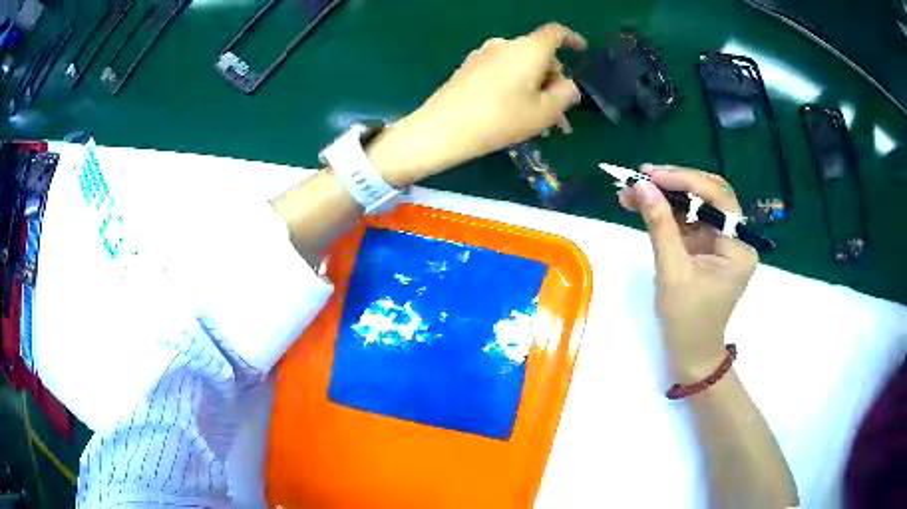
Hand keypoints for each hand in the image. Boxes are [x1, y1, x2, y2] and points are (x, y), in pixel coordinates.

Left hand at [368, 23, 586, 185]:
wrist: (443, 128)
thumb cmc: (501, 118)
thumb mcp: (544, 112)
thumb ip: (565, 95)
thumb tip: (569, 86)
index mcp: (529, 49)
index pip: (556, 33)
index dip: (572, 39)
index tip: (582, 51)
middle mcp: (505, 44)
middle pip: (539, 56)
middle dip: (554, 83)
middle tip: (560, 117)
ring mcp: (483, 55)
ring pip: (521, 68)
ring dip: (536, 90)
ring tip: (540, 124)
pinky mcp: (469, 68)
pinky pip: (502, 72)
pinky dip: (516, 88)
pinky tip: (516, 115)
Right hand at [618, 165, 758, 381]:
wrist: (690, 355)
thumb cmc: (687, 321)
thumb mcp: (673, 272)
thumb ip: (660, 226)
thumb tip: (641, 186)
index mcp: (739, 247)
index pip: (718, 198)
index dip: (685, 181)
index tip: (651, 175)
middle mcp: (734, 238)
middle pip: (708, 196)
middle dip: (675, 184)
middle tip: (641, 177)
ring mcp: (719, 242)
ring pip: (694, 205)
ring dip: (664, 196)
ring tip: (631, 190)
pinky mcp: (704, 248)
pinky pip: (686, 221)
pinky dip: (664, 212)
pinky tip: (640, 205)